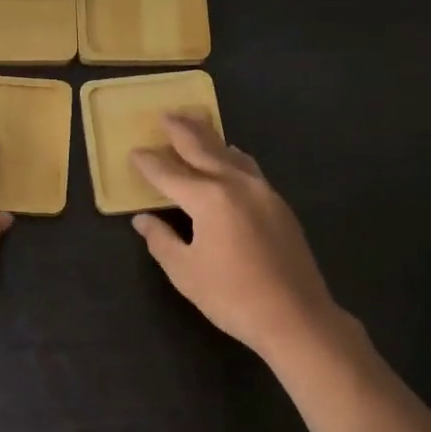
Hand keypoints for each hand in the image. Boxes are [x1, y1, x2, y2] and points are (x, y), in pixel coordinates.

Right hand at [131, 114, 342, 364]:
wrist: (296, 316)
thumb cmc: (232, 297)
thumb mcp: (185, 272)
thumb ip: (161, 240)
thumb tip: (143, 220)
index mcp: (208, 198)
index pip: (169, 173)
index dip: (149, 163)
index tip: (134, 152)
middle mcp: (236, 184)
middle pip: (204, 148)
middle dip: (182, 130)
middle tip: (166, 114)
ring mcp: (263, 192)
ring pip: (231, 154)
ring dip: (210, 138)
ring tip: (196, 125)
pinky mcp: (279, 205)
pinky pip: (249, 169)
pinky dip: (232, 157)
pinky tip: (230, 159)